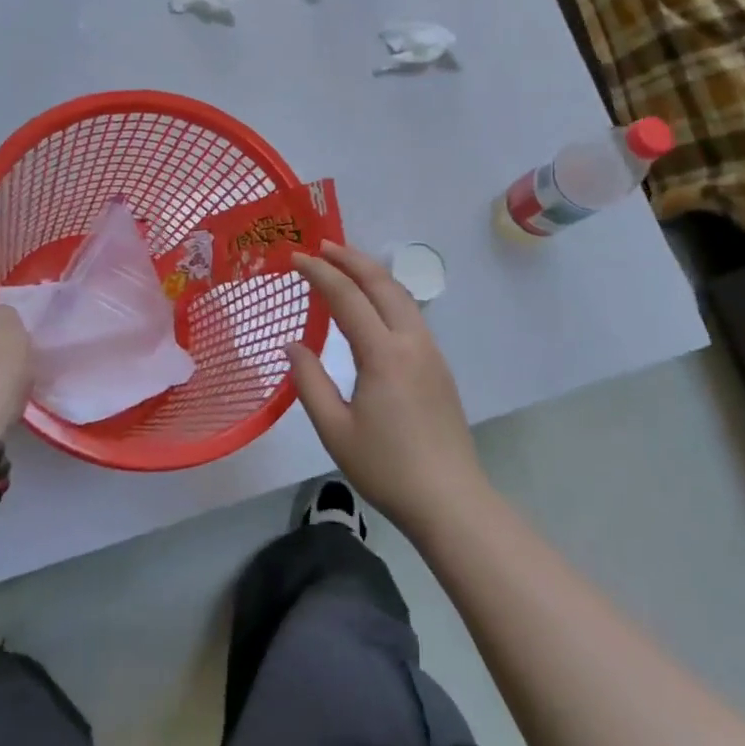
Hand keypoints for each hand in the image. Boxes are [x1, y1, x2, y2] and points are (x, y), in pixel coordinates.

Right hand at [287, 242, 487, 537]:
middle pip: (381, 283)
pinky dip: (386, 294)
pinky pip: (410, 313)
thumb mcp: (335, 430)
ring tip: (344, 264)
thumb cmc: (386, 468)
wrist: (450, 499)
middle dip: (350, 258)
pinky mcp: (438, 364)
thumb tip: (294, 345)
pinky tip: (373, 303)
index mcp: (383, 353)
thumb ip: (310, 382)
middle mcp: (411, 341)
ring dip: (372, 273)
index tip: (295, 257)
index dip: (319, 273)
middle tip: (321, 246)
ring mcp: (430, 350)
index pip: (347, 297)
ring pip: (400, 295)